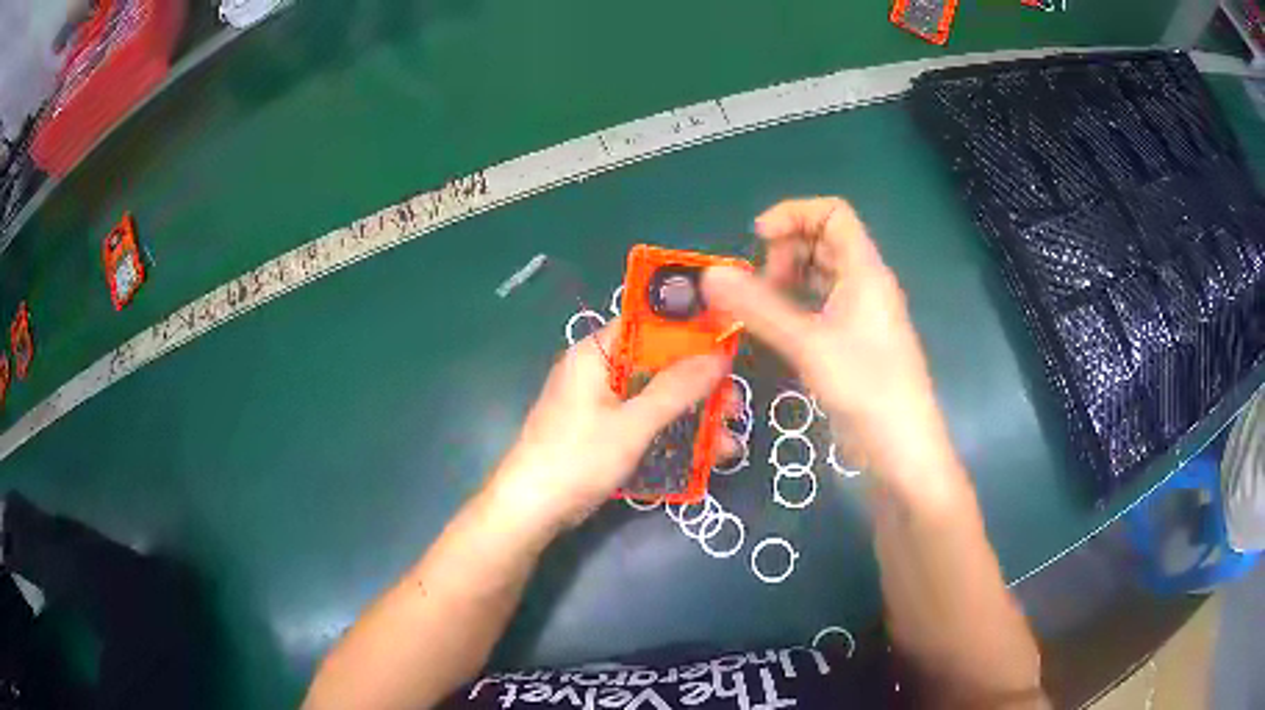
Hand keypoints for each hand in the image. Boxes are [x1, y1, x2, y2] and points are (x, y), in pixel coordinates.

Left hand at [488, 322, 729, 530]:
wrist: (531, 510)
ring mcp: (600, 404)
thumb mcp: (633, 423)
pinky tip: (706, 456)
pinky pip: (644, 422)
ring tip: (730, 440)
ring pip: (655, 398)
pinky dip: (672, 434)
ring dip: (692, 416)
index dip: (689, 331)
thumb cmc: (578, 458)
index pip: (648, 324)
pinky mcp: (603, 432)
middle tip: (735, 406)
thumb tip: (718, 356)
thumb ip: (677, 389)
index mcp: (596, 353)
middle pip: (658, 365)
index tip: (728, 346)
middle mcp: (598, 370)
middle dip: (699, 386)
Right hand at [702, 198, 960, 498]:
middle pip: (824, 242)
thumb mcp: (809, 344)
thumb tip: (709, 276)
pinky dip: (794, 308)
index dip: (794, 214)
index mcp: (865, 271)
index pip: (833, 214)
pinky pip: (820, 308)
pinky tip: (774, 329)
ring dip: (788, 281)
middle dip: (786, 251)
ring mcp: (860, 316)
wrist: (901, 449)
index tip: (758, 238)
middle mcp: (865, 285)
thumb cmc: (866, 388)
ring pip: (821, 277)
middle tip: (758, 286)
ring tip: (760, 308)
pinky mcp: (853, 343)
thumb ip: (759, 307)